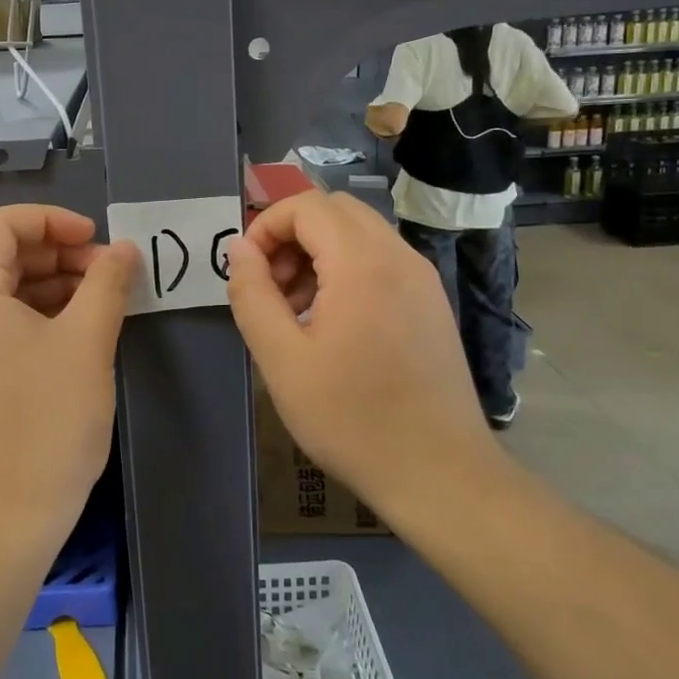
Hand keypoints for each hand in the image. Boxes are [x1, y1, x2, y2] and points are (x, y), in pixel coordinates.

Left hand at [0, 205, 136, 551]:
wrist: (0, 525)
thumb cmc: (45, 424)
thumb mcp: (86, 344)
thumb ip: (107, 284)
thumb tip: (124, 249)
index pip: (2, 224)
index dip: (54, 220)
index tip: (98, 241)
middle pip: (2, 256)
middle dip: (59, 254)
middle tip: (109, 274)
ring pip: (3, 293)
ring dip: (53, 286)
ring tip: (101, 302)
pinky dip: (38, 318)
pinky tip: (77, 335)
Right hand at [225, 192, 502, 521]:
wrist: (440, 473)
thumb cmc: (352, 418)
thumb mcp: (281, 360)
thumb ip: (252, 295)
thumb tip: (239, 249)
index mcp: (362, 263)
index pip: (306, 205)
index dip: (266, 226)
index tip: (247, 271)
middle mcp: (399, 256)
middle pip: (335, 210)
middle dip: (292, 235)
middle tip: (271, 287)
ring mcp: (422, 278)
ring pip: (359, 233)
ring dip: (318, 253)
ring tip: (296, 311)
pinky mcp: (431, 302)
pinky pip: (381, 260)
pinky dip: (346, 270)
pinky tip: (333, 324)